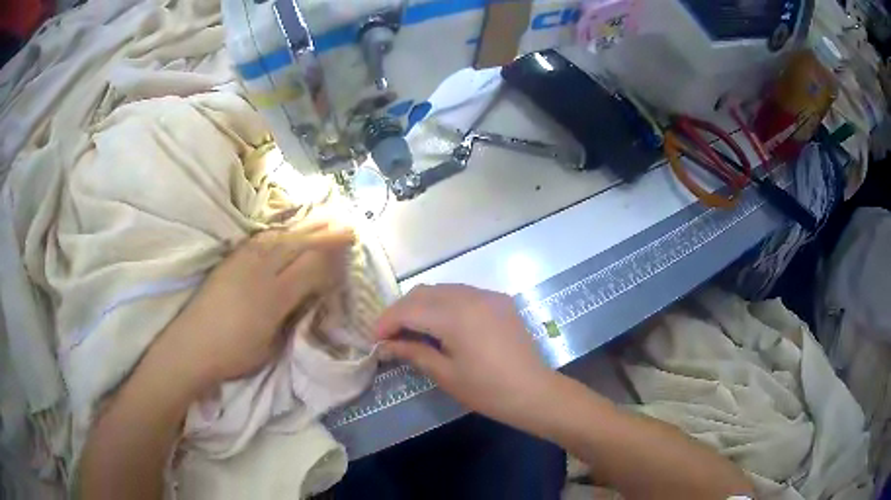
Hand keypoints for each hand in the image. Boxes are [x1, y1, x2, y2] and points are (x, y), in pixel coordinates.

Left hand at [159, 221, 354, 391]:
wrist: (191, 345)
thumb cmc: (234, 353)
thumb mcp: (271, 344)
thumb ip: (292, 314)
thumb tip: (310, 294)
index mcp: (273, 295)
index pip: (310, 265)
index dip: (331, 254)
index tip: (350, 245)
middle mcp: (259, 270)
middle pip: (297, 244)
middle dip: (324, 231)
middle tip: (346, 222)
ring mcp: (242, 261)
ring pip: (280, 236)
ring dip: (304, 226)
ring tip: (323, 217)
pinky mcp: (230, 260)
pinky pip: (262, 238)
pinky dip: (280, 231)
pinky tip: (286, 230)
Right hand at [376, 284, 555, 429]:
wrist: (534, 392)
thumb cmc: (487, 390)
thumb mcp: (445, 374)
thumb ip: (412, 352)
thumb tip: (384, 346)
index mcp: (455, 315)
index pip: (408, 309)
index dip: (386, 322)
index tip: (374, 339)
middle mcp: (470, 296)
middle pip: (422, 293)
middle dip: (401, 311)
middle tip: (391, 336)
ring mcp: (487, 295)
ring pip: (442, 289)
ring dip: (421, 305)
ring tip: (413, 330)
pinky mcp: (499, 300)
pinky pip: (462, 294)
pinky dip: (444, 304)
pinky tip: (442, 325)